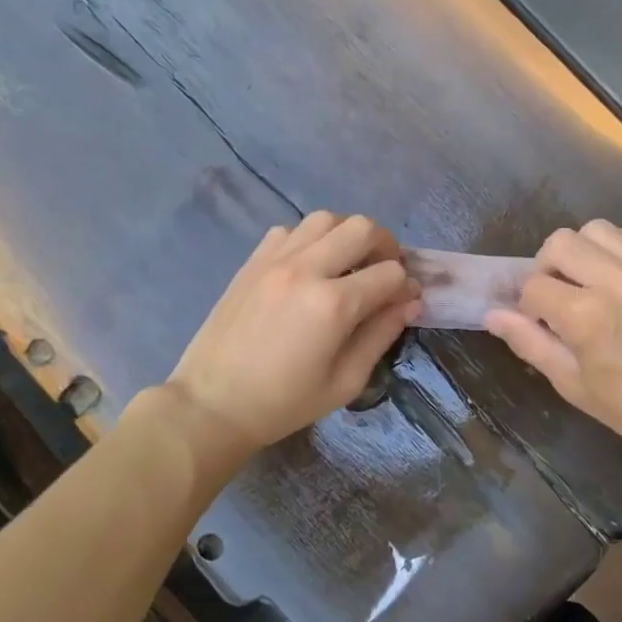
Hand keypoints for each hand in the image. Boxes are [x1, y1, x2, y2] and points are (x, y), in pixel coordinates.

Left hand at [163, 212, 421, 469]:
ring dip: (347, 235)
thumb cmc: (284, 403)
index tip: (405, 300)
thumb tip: (410, 302)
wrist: (212, 404)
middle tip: (383, 272)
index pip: (389, 273)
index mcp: (333, 304)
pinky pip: (291, 229)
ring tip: (348, 263)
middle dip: (385, 246)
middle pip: (362, 228)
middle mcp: (306, 269)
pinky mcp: (253, 261)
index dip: (406, 285)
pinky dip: (311, 239)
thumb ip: (381, 335)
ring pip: (326, 218)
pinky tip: (310, 266)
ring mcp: (275, 259)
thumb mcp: (345, 381)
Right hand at [485, 220, 621, 477]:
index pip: (534, 286)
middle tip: (559, 297)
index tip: (541, 324)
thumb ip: (530, 344)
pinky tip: (619, 277)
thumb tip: (492, 315)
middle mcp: (616, 281)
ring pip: (594, 229)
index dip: (529, 306)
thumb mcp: (574, 385)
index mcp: (586, 317)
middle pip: (559, 243)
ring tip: (589, 282)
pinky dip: (615, 248)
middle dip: (547, 268)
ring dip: (581, 252)